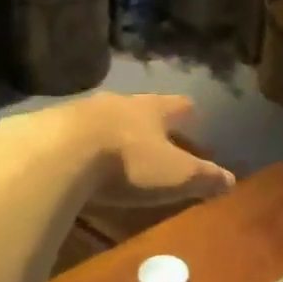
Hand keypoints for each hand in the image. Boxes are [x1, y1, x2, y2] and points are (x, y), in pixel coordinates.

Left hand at [69, 93, 235, 205]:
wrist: (57, 153)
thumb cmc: (128, 162)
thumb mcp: (174, 176)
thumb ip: (203, 177)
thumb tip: (231, 179)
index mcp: (153, 109)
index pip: (179, 105)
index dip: (188, 114)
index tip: (194, 119)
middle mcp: (120, 102)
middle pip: (141, 108)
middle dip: (149, 123)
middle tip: (156, 140)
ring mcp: (82, 110)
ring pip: (106, 117)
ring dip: (113, 132)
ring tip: (116, 152)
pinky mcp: (51, 126)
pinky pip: (73, 133)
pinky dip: (81, 145)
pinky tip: (78, 163)